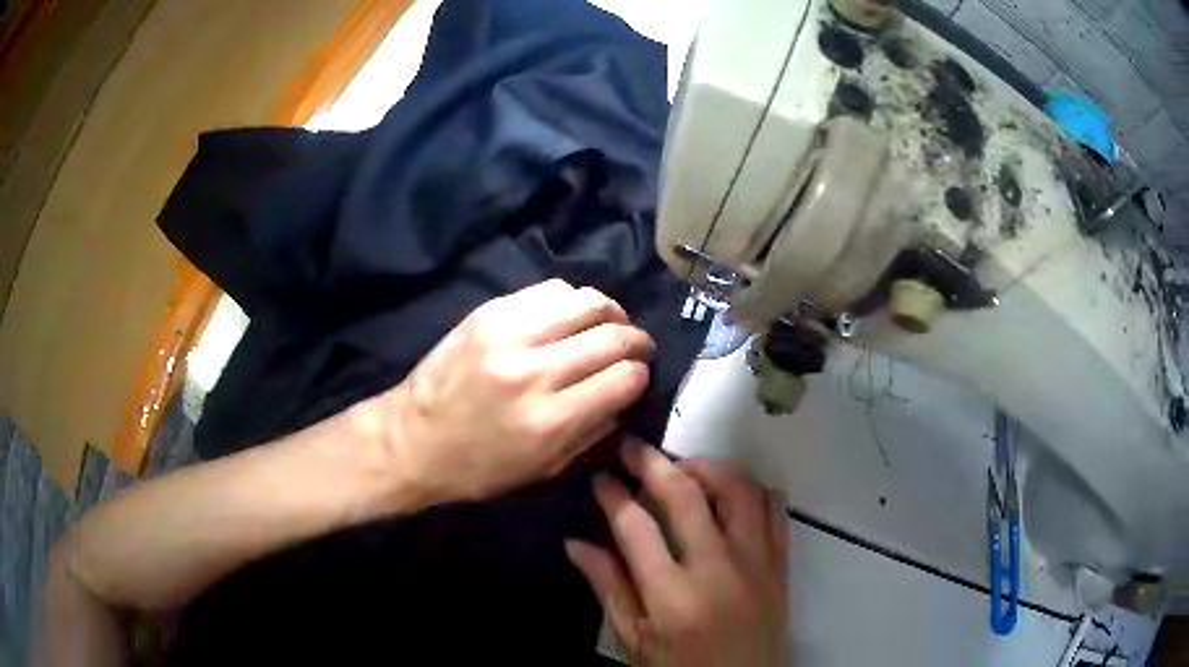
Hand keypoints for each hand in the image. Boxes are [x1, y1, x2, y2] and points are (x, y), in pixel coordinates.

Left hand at [369, 279, 654, 504]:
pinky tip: (571, 317)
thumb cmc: (478, 467)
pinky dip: (573, 301)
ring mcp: (509, 334)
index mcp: (550, 420)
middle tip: (637, 348)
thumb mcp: (543, 470)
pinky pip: (551, 290)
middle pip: (612, 336)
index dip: (640, 376)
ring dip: (611, 313)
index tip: (637, 378)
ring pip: (587, 302)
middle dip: (637, 340)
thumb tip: (626, 395)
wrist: (411, 439)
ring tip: (610, 325)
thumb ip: (593, 432)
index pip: (625, 378)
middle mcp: (535, 371)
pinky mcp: (489, 312)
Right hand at [567, 442, 789, 666]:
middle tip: (632, 448)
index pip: (636, 527)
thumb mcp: (633, 641)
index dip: (613, 495)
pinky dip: (751, 490)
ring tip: (682, 468)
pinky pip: (773, 510)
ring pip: (739, 490)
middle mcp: (718, 570)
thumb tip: (576, 542)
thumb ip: (608, 588)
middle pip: (687, 495)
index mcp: (672, 597)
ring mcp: (757, 563)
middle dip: (653, 463)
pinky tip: (728, 493)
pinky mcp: (780, 565)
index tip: (601, 478)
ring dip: (708, 468)